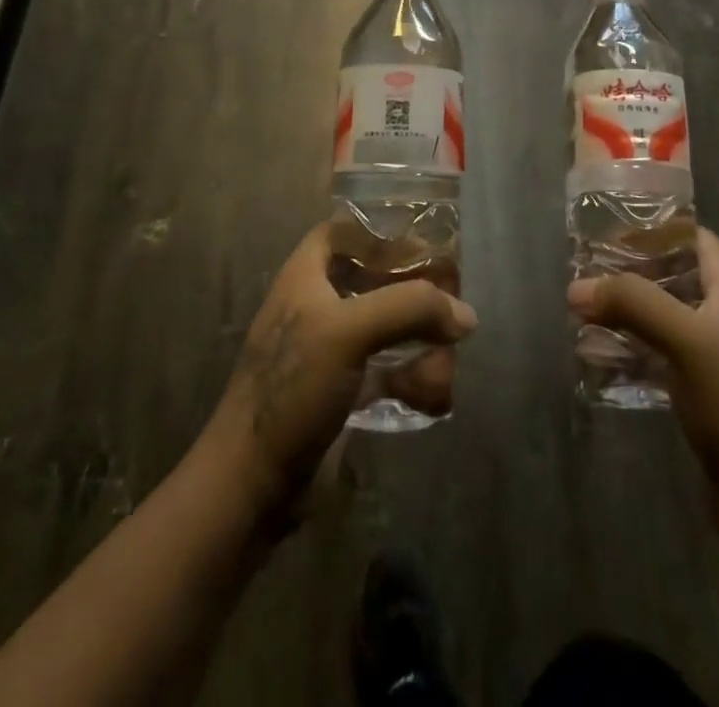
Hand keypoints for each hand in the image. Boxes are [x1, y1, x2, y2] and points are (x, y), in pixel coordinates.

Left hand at [202, 223, 476, 524]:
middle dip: (419, 297)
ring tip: (440, 374)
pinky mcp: (347, 391)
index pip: (347, 230)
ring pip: (393, 328)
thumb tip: (466, 315)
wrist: (252, 487)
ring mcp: (335, 350)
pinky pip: (392, 372)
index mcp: (307, 275)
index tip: (426, 246)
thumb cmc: (291, 389)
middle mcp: (321, 304)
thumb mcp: (348, 332)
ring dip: (424, 347)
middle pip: (381, 279)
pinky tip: (429, 400)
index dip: (383, 232)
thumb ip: (409, 308)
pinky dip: (415, 382)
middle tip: (453, 313)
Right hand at [568, 230, 718, 549]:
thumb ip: (632, 304)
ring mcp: (711, 354)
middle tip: (583, 271)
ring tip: (580, 312)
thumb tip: (576, 288)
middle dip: (628, 271)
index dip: (655, 228)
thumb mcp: (685, 340)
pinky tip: (596, 358)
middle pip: (671, 275)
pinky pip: (657, 354)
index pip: (694, 237)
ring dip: (624, 311)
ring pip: (660, 316)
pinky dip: (628, 349)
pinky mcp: (699, 390)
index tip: (608, 229)